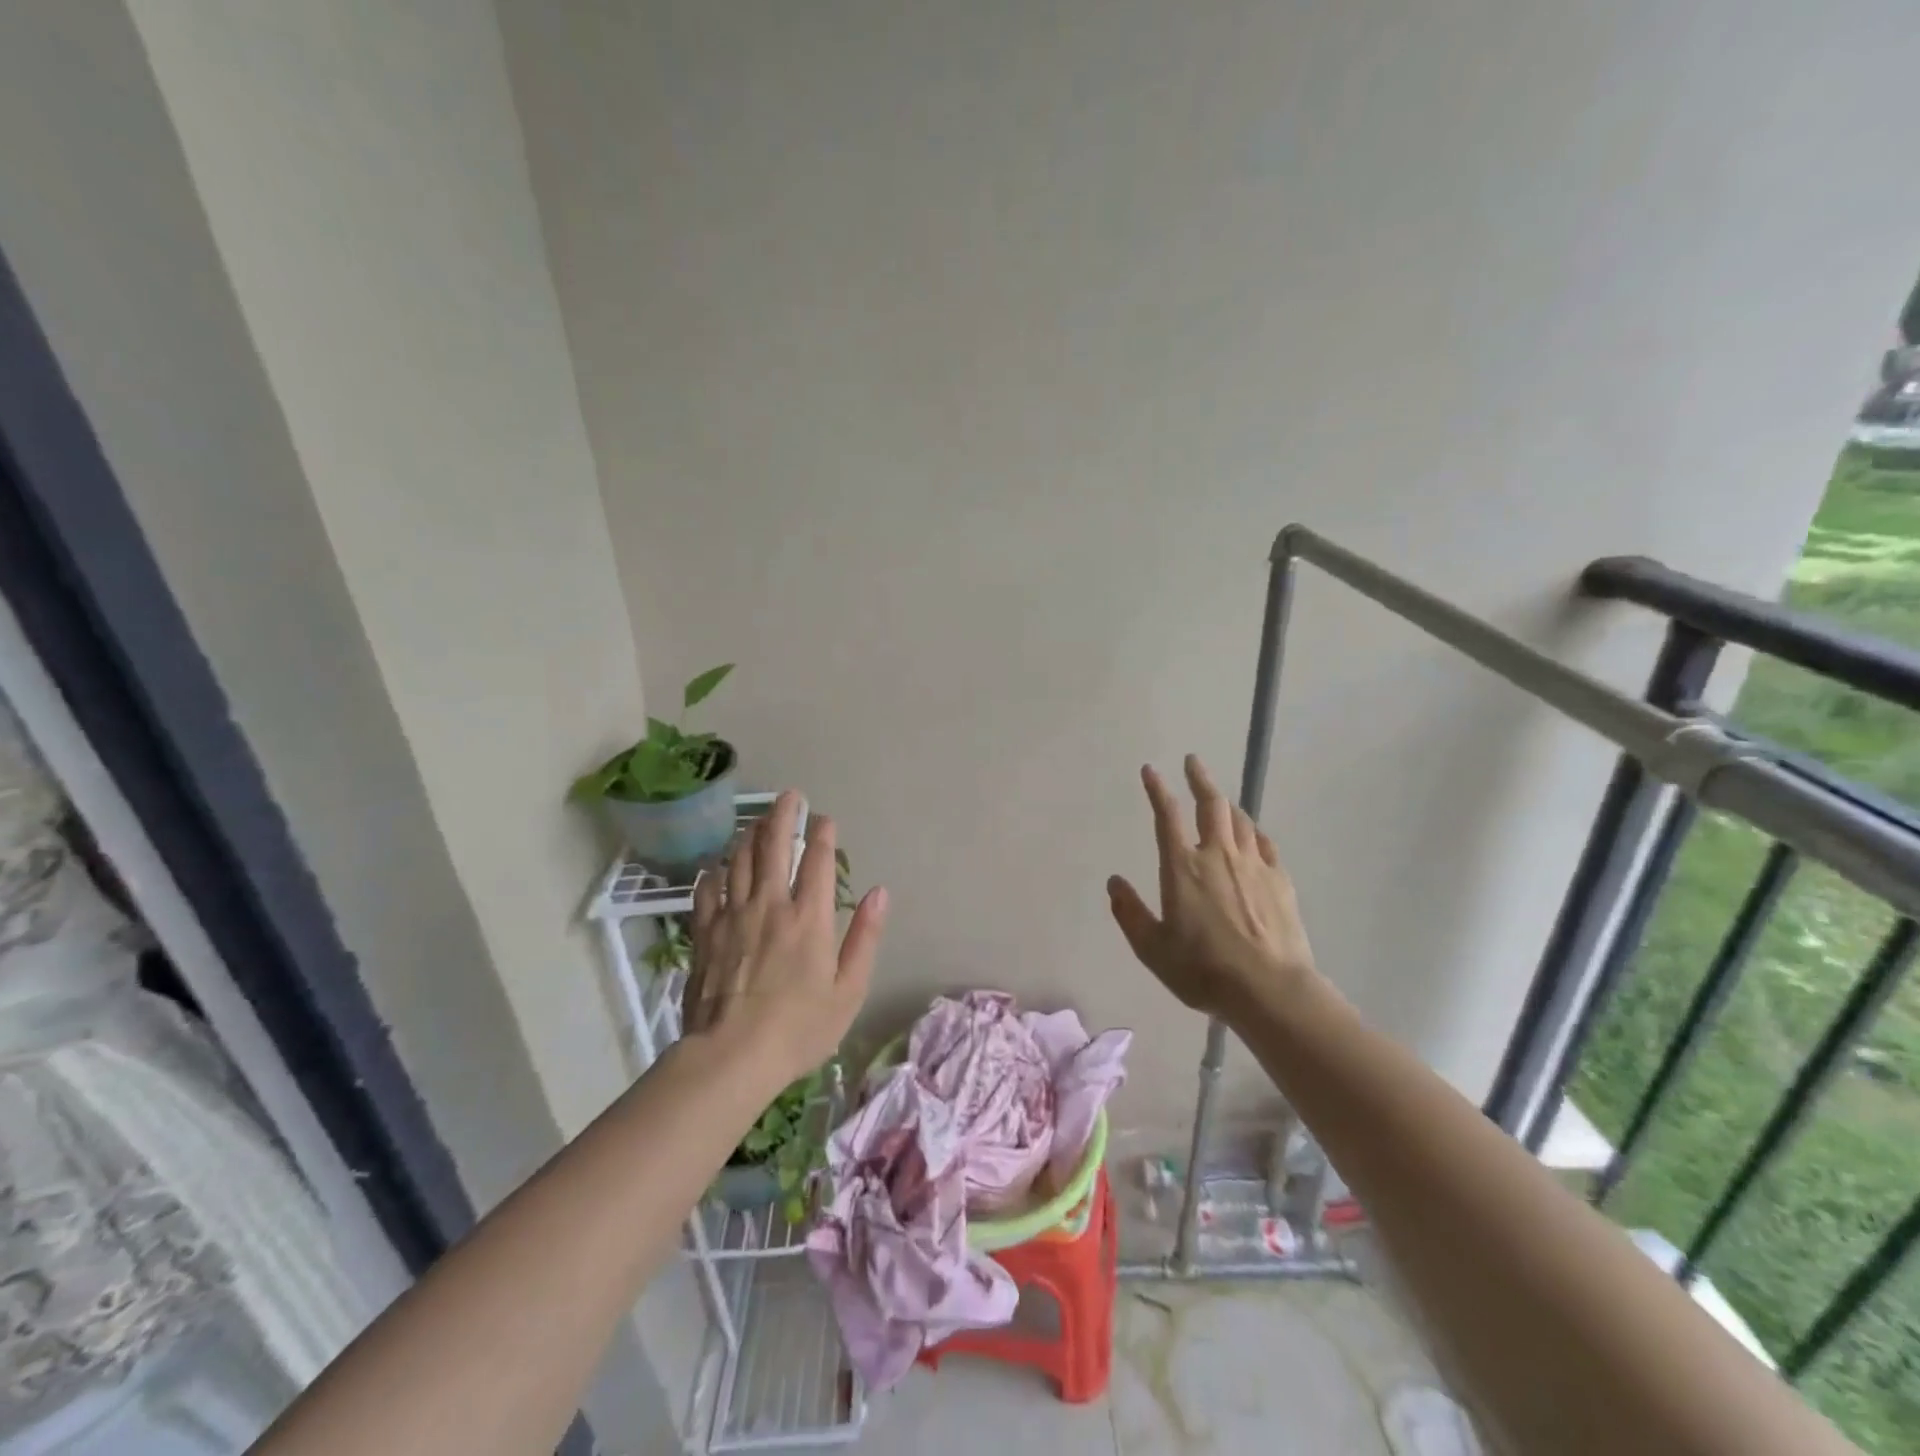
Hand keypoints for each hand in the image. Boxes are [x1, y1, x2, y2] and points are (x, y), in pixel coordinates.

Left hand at [683, 791, 887, 1084]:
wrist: (731, 1057)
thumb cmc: (799, 1028)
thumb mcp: (849, 990)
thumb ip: (865, 937)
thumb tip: (880, 893)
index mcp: (809, 917)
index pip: (817, 860)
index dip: (822, 833)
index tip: (824, 817)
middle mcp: (770, 905)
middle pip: (774, 846)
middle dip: (783, 815)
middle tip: (789, 796)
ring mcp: (733, 916)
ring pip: (739, 861)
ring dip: (750, 836)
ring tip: (757, 821)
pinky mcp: (705, 934)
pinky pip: (708, 891)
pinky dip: (714, 872)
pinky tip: (717, 866)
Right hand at [1107, 756, 1318, 1021]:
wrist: (1269, 989)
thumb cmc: (1202, 969)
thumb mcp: (1152, 948)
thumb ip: (1130, 913)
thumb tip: (1114, 882)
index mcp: (1182, 868)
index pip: (1167, 816)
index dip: (1157, 789)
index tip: (1150, 770)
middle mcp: (1217, 855)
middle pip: (1212, 804)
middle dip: (1200, 779)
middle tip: (1193, 762)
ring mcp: (1253, 865)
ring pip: (1241, 820)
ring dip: (1227, 805)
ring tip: (1220, 801)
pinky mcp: (1280, 880)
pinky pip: (1265, 844)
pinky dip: (1255, 833)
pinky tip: (1254, 835)